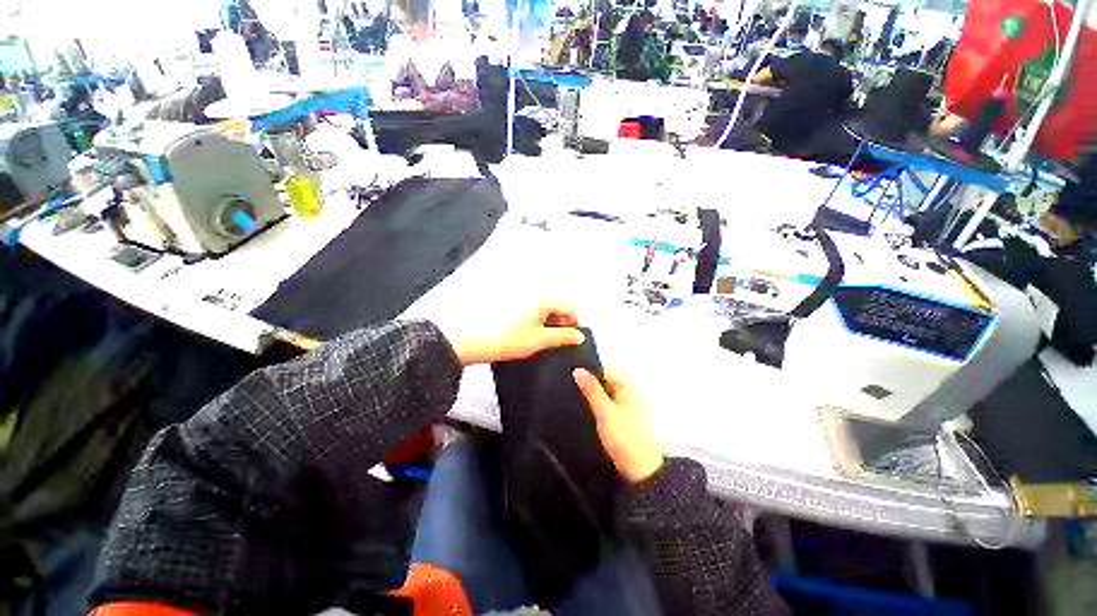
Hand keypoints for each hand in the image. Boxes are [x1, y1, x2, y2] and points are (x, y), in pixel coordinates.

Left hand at [447, 302, 584, 365]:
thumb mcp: (538, 340)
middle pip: (559, 304)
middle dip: (566, 321)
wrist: (471, 339)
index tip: (579, 338)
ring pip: (547, 307)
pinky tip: (537, 334)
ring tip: (551, 340)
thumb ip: (562, 337)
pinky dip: (541, 320)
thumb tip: (579, 336)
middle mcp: (534, 292)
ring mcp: (522, 297)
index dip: (578, 321)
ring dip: (553, 322)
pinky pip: (535, 309)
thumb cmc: (506, 339)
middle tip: (566, 341)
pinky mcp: (513, 304)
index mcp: (543, 297)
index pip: (570, 305)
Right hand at [573, 367, 662, 483]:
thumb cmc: (624, 438)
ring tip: (571, 397)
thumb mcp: (605, 412)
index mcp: (629, 383)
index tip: (568, 374)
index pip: (603, 368)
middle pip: (602, 379)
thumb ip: (591, 389)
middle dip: (587, 383)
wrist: (640, 471)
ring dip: (590, 395)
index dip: (586, 370)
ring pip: (602, 391)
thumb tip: (577, 368)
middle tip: (567, 387)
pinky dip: (595, 404)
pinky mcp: (622, 413)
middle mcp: (629, 388)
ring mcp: (626, 401)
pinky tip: (583, 408)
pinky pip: (605, 401)